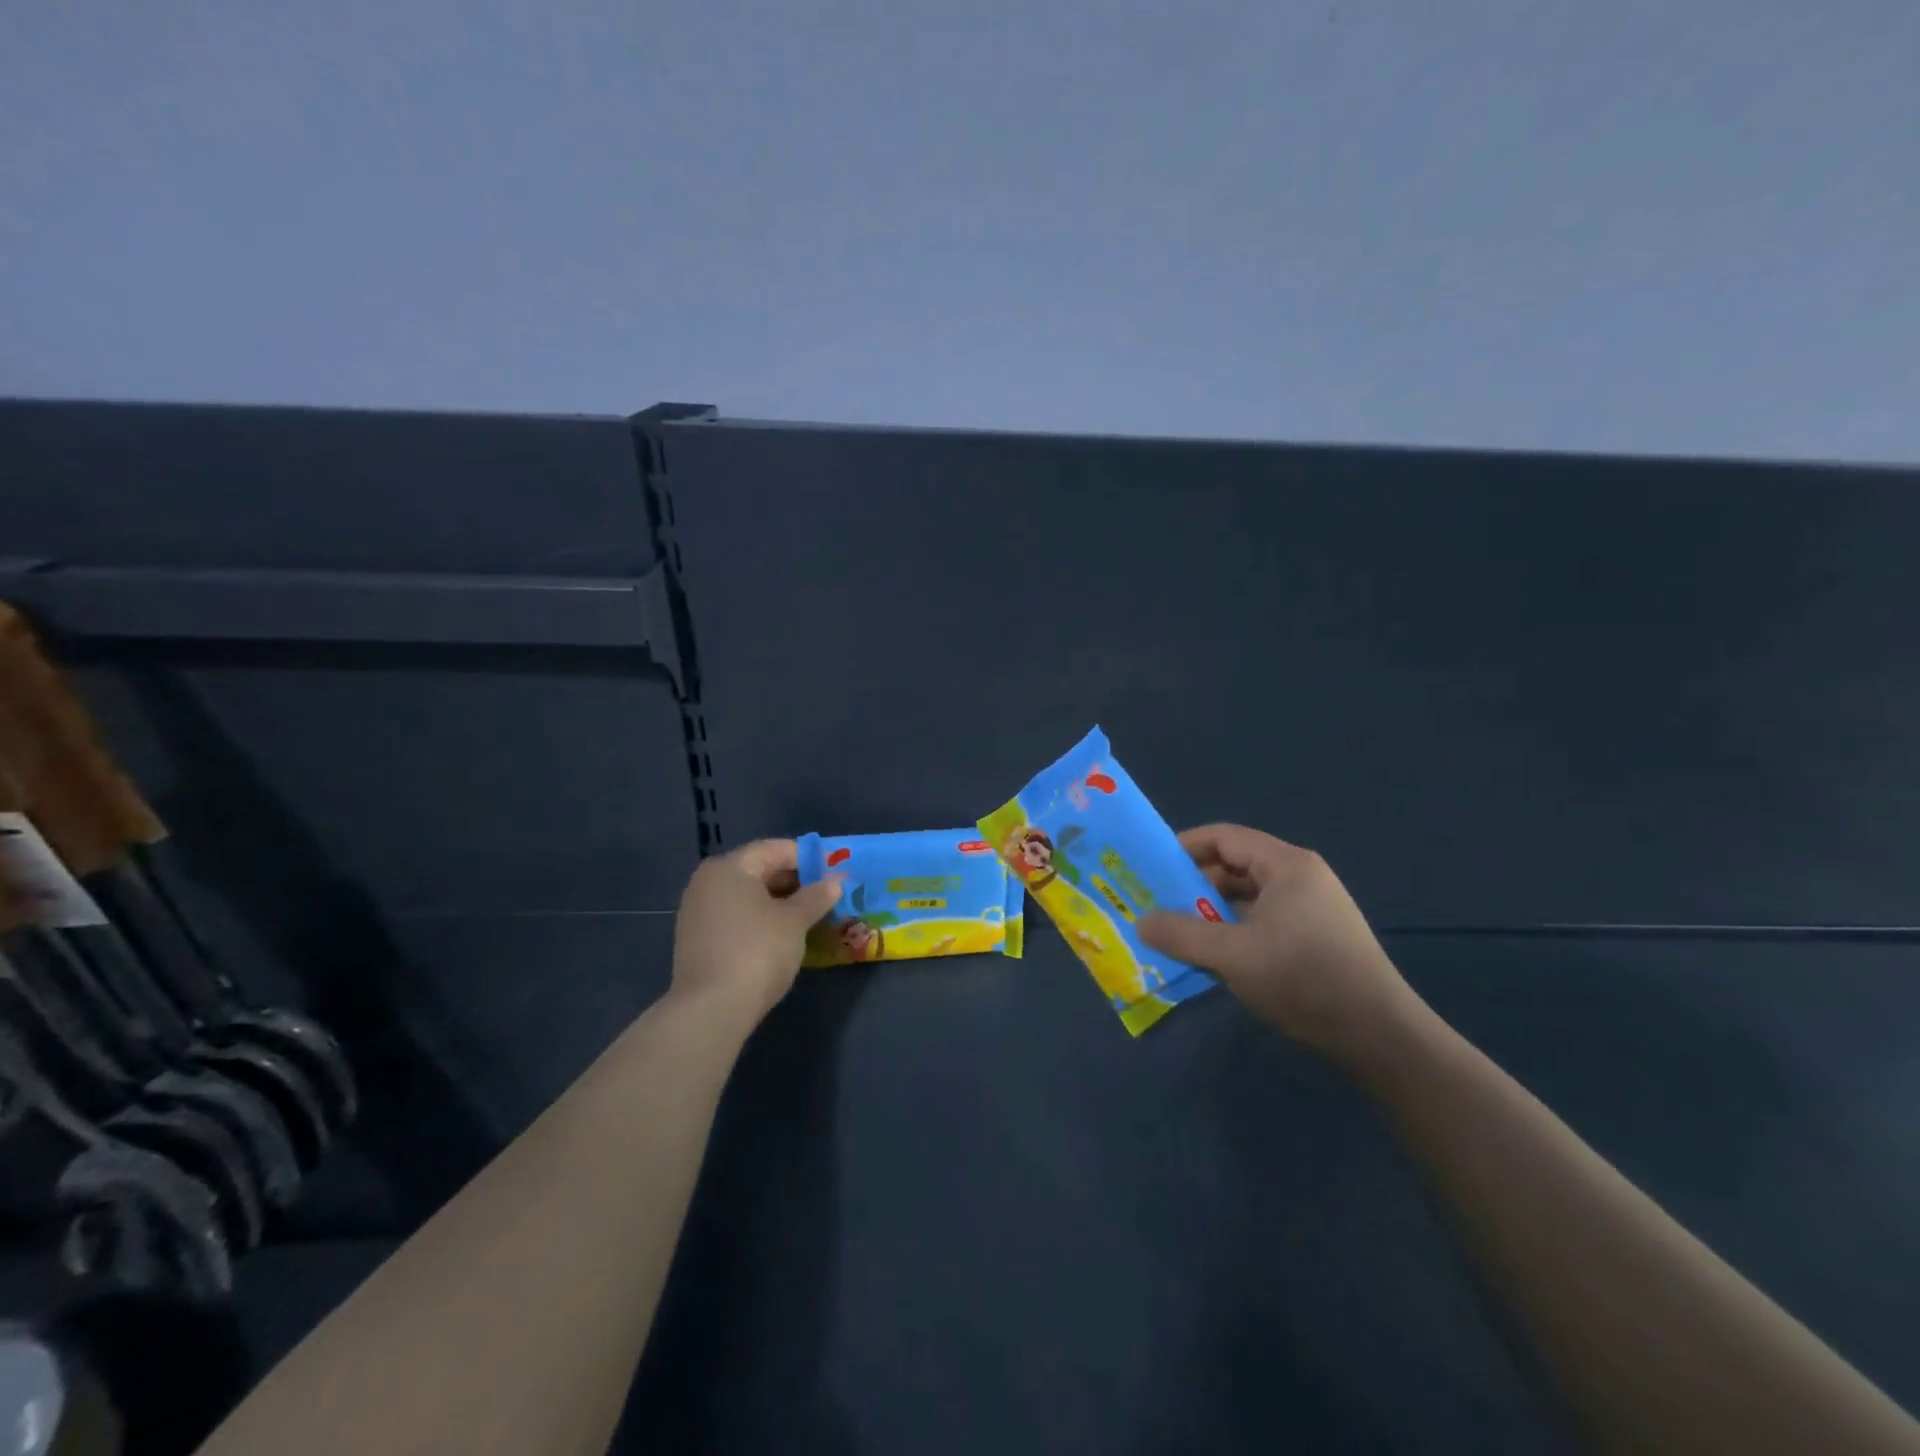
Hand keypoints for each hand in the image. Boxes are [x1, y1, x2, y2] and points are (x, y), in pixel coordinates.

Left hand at [671, 840, 841, 1027]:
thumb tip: (834, 882)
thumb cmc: (757, 952)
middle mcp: (707, 882)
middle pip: (759, 870)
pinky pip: (736, 917)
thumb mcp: (794, 921)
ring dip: (779, 902)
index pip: (774, 849)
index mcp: (728, 867)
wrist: (711, 1010)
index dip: (807, 858)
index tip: (834, 871)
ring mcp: (698, 912)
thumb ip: (816, 897)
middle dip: (794, 881)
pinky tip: (783, 935)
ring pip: (748, 896)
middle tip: (826, 894)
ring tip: (810, 915)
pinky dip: (760, 919)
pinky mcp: (698, 940)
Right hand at [1139, 824, 1424, 1065]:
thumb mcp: (1233, 955)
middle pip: (1235, 866)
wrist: (1380, 1037)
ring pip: (1248, 898)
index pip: (1224, 837)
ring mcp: (1312, 909)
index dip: (1183, 847)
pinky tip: (1214, 957)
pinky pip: (1262, 922)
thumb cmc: (1304, 978)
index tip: (1150, 867)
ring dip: (1212, 912)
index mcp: (1287, 865)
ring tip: (1177, 933)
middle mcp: (1301, 878)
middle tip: (1156, 904)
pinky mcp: (1316, 939)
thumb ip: (1181, 934)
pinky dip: (1234, 932)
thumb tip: (1140, 921)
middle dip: (1193, 884)